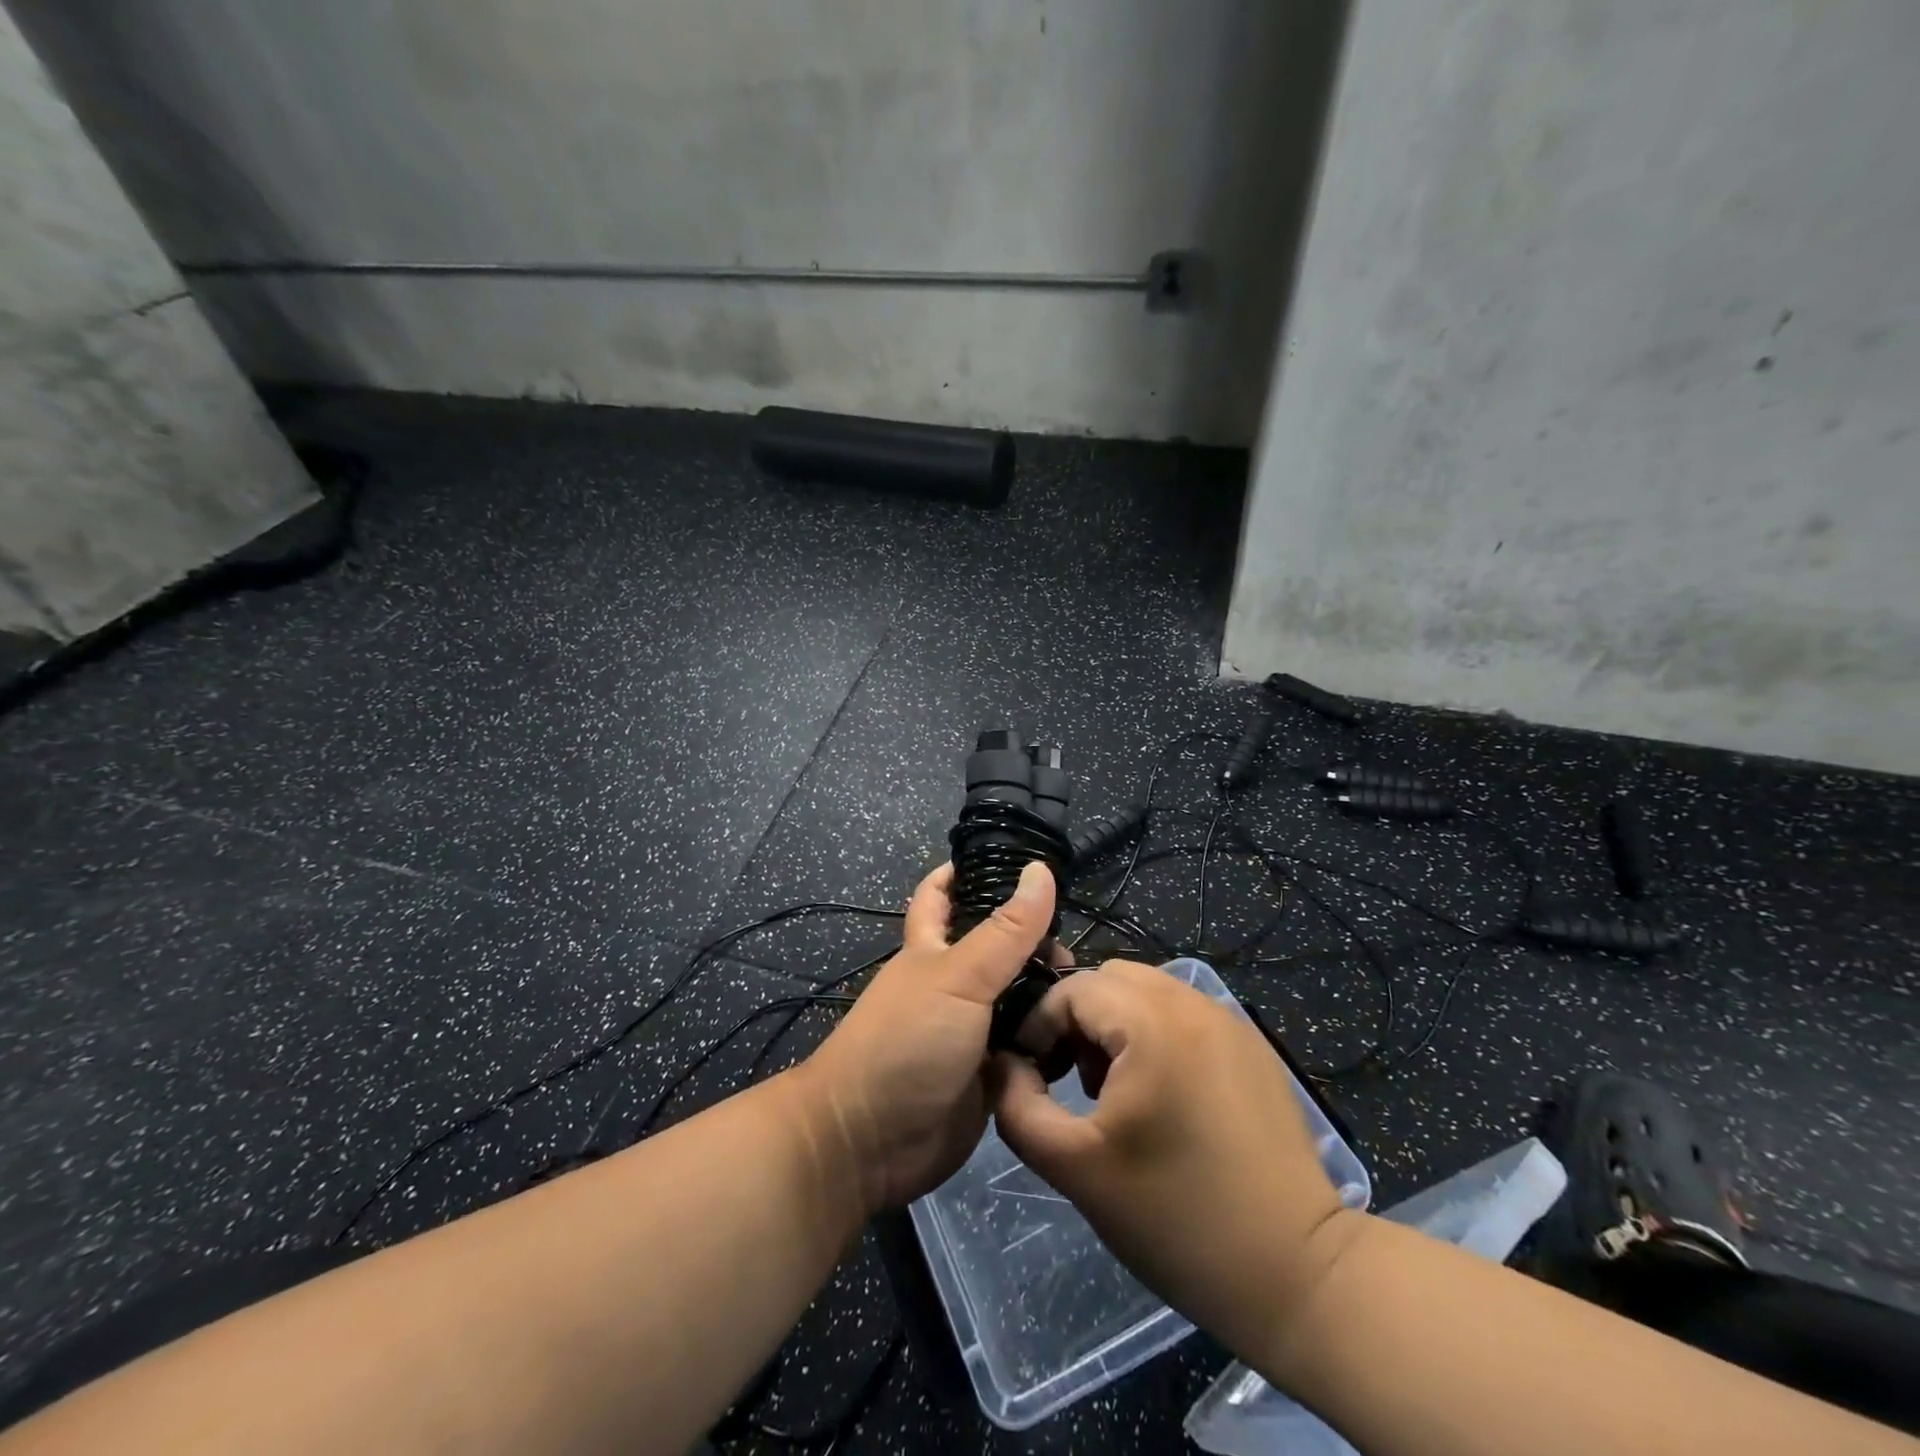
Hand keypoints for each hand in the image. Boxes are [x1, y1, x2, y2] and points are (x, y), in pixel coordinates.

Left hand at [793, 860, 1056, 1213]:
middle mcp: (953, 985)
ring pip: (1018, 1001)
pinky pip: (1027, 1050)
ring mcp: (971, 1032)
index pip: (942, 896)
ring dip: (1048, 996)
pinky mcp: (989, 1075)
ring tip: (1093, 991)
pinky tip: (1084, 1036)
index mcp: (932, 949)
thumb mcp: (958, 977)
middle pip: (998, 951)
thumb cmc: (905, 1042)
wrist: (871, 1142)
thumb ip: (1005, 931)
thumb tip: (1040, 870)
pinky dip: (1049, 1043)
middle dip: (1034, 944)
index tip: (1013, 861)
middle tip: (1077, 947)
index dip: (966, 873)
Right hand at [987, 961, 1359, 1365]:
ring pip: (1148, 992)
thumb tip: (1003, 1065)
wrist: (1297, 1275)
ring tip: (1112, 1091)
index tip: (1034, 1075)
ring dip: (1116, 1025)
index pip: (1071, 988)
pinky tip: (1161, 1098)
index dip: (1039, 1026)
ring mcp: (1230, 1020)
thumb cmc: (1176, 1218)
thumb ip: (1018, 1106)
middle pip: (1110, 979)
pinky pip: (1184, 1014)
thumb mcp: (1074, 1167)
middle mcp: (1193, 1002)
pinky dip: (1156, 1035)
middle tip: (1072, 1079)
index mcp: (1152, 1021)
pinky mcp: (1252, 1046)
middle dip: (1078, 1019)